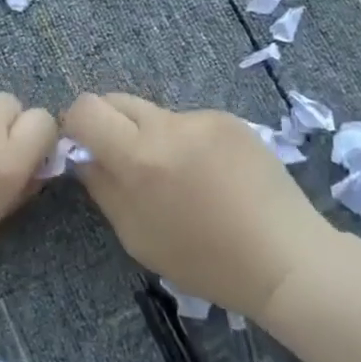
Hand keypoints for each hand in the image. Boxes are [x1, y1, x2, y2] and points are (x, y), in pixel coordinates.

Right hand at [63, 92, 333, 320]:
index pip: (86, 109)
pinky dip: (188, 142)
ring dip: (151, 136)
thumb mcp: (137, 236)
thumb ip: (103, 189)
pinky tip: (212, 175)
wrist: (285, 258)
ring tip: (181, 178)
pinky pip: (190, 122)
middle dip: (109, 124)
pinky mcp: (228, 119)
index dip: (75, 123)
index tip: (83, 145)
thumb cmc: (205, 261)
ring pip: (155, 114)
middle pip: (116, 100)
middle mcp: (167, 126)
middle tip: (123, 160)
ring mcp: (202, 118)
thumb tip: (84, 157)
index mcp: (138, 158)